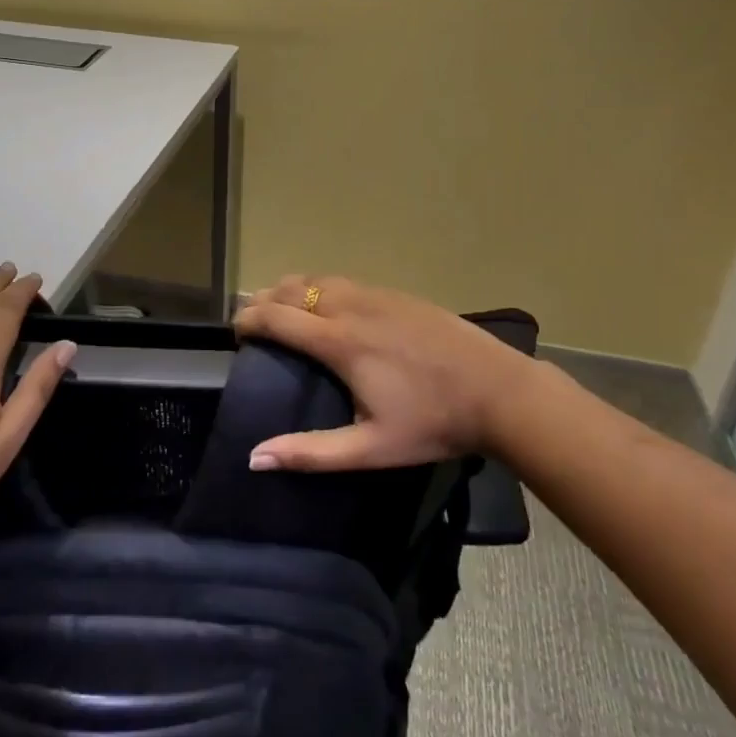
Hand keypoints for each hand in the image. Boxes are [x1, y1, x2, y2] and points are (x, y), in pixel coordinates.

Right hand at [233, 275, 548, 471]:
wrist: (500, 391)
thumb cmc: (433, 423)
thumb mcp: (371, 449)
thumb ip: (311, 453)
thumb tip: (254, 457)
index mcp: (340, 342)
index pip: (276, 316)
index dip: (247, 320)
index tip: (235, 334)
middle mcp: (351, 307)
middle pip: (290, 288)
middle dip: (264, 300)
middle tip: (253, 324)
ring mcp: (377, 295)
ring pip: (317, 278)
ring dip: (290, 289)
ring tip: (282, 310)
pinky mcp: (398, 294)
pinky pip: (344, 281)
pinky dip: (319, 287)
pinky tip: (328, 306)